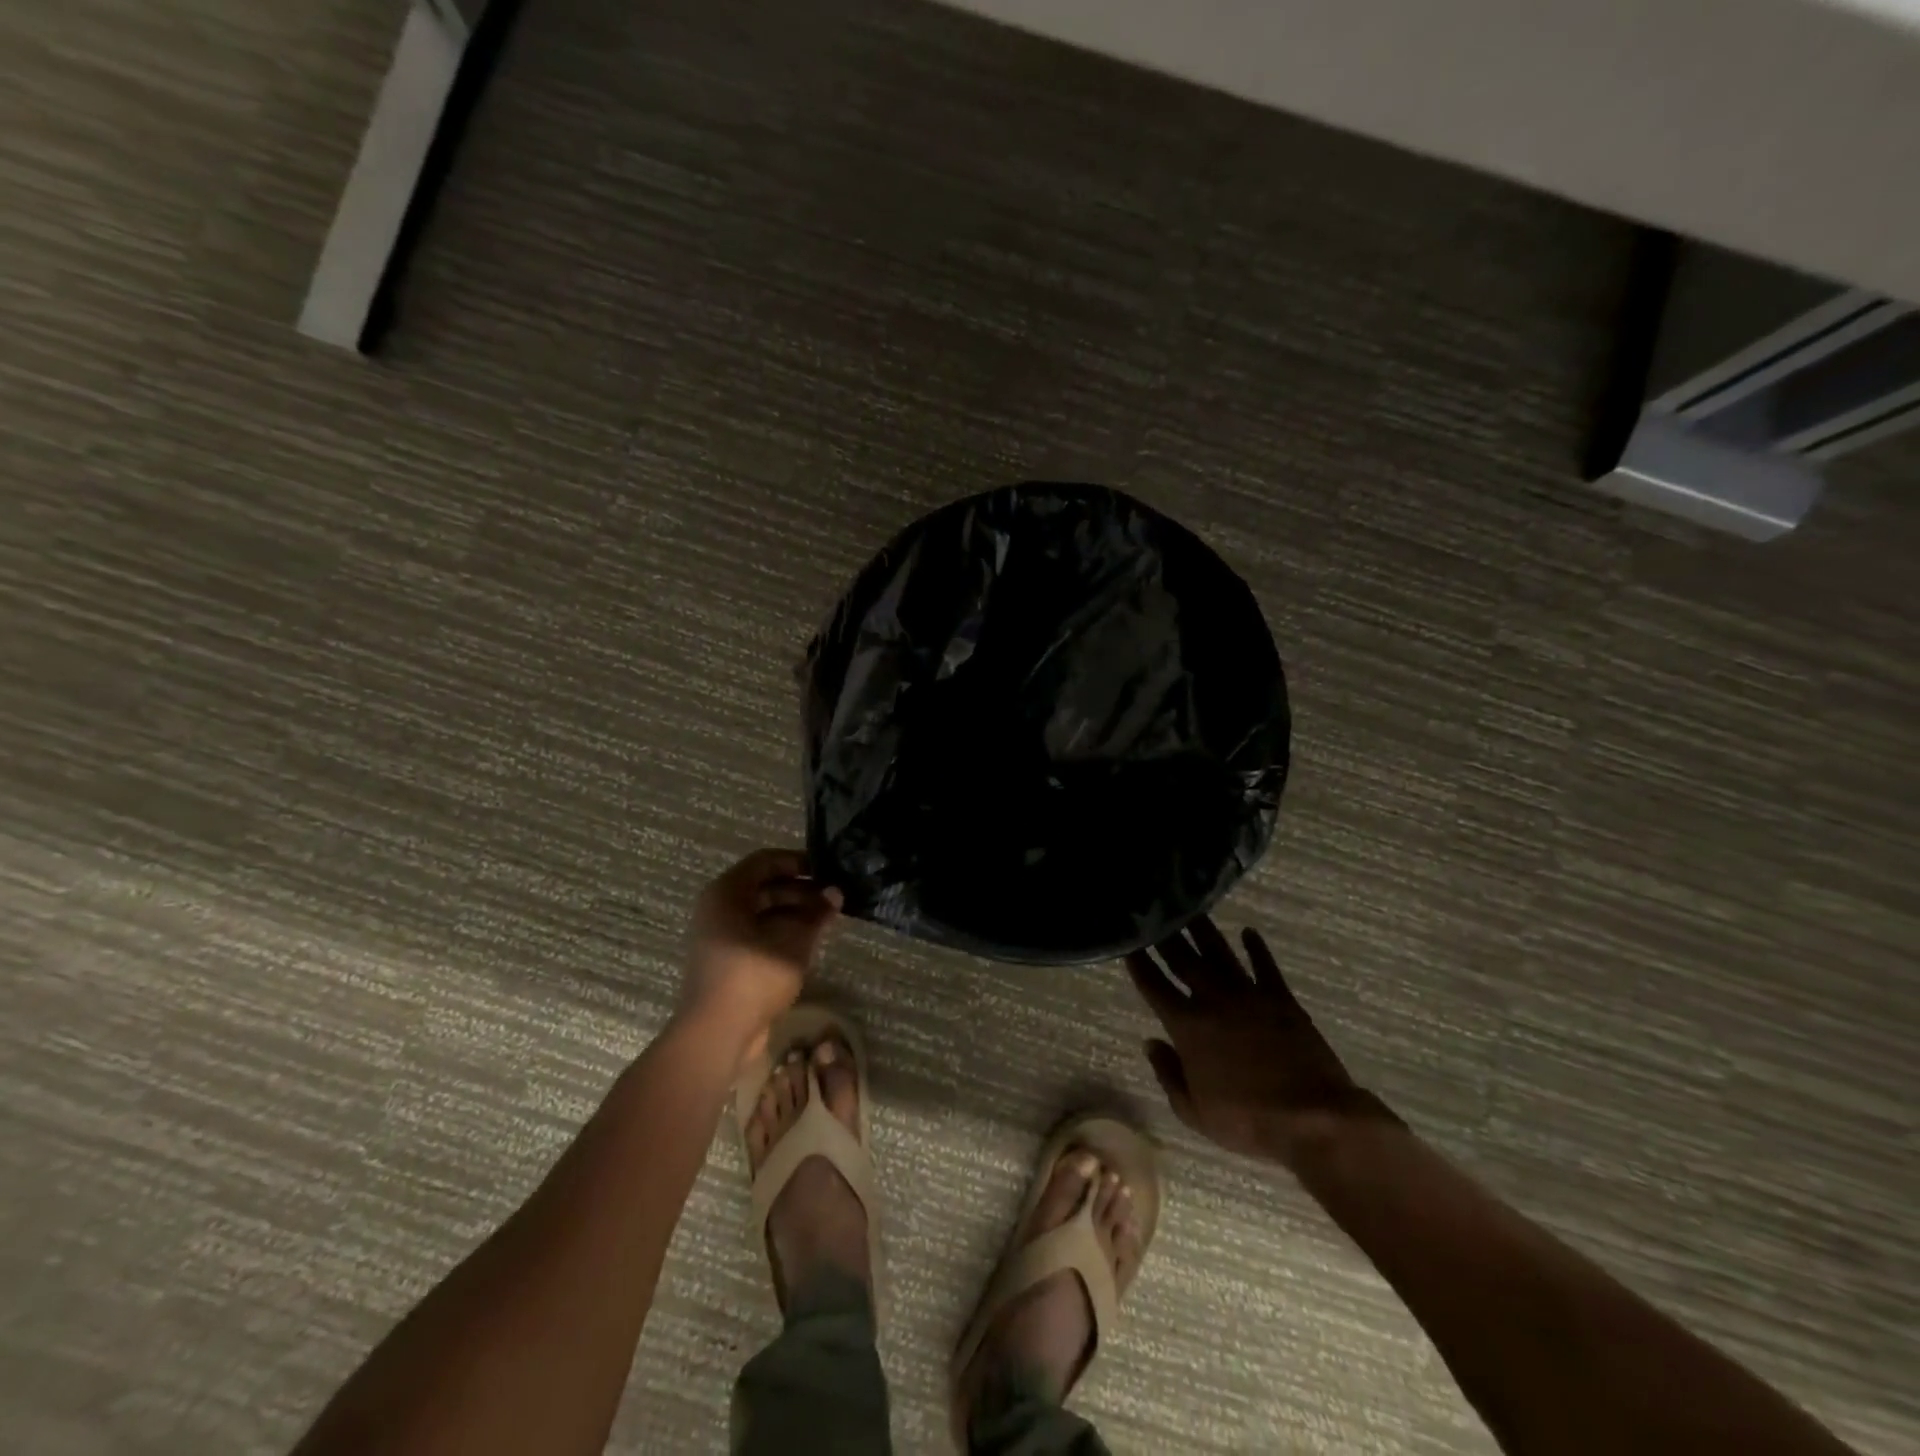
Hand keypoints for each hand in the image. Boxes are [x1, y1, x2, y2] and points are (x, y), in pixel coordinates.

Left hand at [681, 849, 841, 1057]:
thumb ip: (816, 913)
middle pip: (764, 886)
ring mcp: (720, 935)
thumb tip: (835, 893)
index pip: (765, 861)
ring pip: (762, 911)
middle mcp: (719, 908)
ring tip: (827, 919)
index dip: (798, 862)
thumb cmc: (753, 976)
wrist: (716, 1034)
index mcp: (726, 893)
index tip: (827, 870)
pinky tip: (809, 940)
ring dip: (794, 912)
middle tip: (833, 898)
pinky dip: (782, 931)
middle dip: (801, 890)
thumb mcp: (793, 941)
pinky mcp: (727, 959)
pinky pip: (757, 933)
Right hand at [1126, 916, 1396, 1168]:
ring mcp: (1249, 995)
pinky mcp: (1281, 999)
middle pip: (1183, 960)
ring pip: (1219, 953)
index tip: (1129, 941)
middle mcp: (1213, 1001)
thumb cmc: (1248, 1120)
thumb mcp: (1194, 1111)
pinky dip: (1256, 947)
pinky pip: (1265, 966)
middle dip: (1166, 936)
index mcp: (1187, 1027)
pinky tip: (1248, 932)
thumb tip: (1150, 1042)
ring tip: (1192, 908)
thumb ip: (1168, 1073)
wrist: (1313, 1117)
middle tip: (1156, 912)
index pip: (1154, 986)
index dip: (1139, 963)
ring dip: (1204, 931)